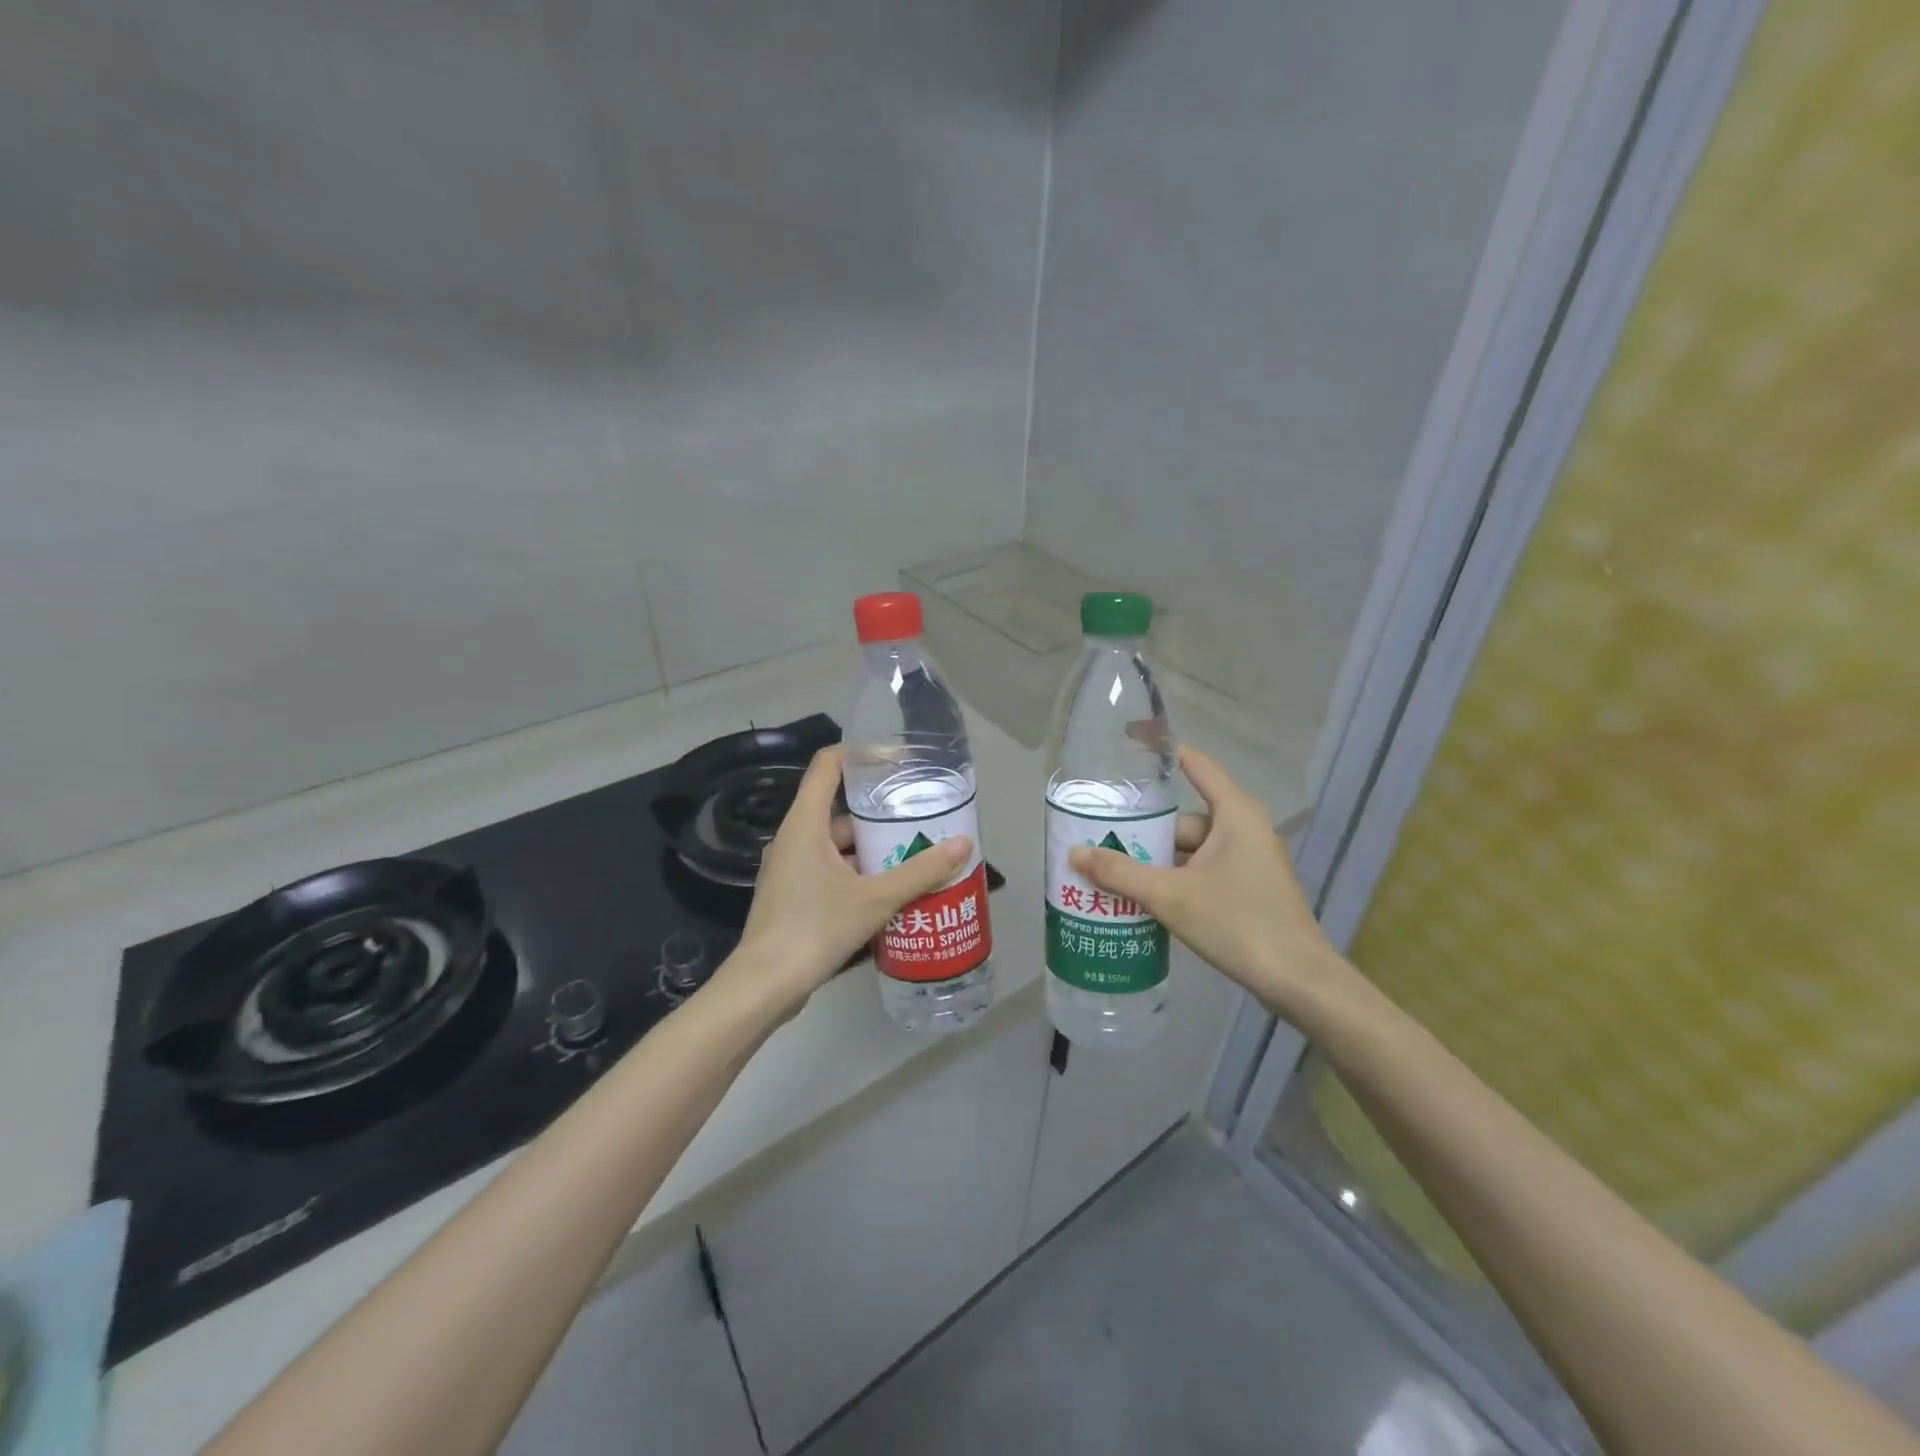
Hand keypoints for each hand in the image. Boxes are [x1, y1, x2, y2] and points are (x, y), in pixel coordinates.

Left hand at [724, 746, 971, 1016]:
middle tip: (920, 817)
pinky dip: (859, 873)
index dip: (863, 754)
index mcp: (805, 823)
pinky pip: (831, 870)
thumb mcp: (875, 899)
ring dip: (873, 848)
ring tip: (915, 854)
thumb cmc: (815, 928)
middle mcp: (794, 838)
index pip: (829, 764)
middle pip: (840, 809)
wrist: (764, 986)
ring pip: (838, 845)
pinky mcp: (793, 895)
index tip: (899, 759)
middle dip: (881, 814)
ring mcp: (790, 868)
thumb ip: (920, 871)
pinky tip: (890, 891)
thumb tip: (964, 844)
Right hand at [1067, 746, 1350, 1020]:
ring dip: (1156, 863)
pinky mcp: (1249, 888)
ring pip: (1191, 850)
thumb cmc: (1238, 923)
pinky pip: (1203, 871)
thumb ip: (1121, 874)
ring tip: (1112, 876)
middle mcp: (1244, 828)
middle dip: (1144, 833)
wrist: (1298, 981)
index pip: (1196, 765)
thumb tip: (1074, 853)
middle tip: (1100, 843)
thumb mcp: (1171, 896)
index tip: (1129, 742)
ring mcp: (1249, 860)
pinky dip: (1176, 880)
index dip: (1163, 752)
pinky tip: (1145, 900)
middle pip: (1183, 819)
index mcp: (1235, 813)